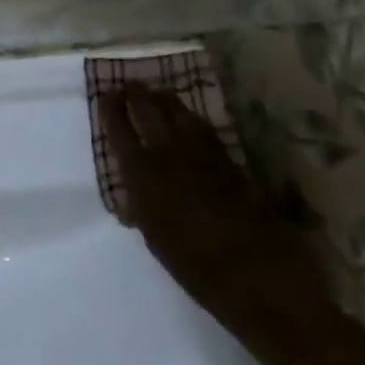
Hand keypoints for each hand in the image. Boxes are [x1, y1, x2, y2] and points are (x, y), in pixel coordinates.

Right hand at [106, 84, 364, 364]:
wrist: (258, 280)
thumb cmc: (196, 270)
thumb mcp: (155, 238)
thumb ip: (142, 204)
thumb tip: (134, 186)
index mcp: (144, 177)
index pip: (120, 131)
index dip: (111, 109)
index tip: (106, 93)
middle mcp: (170, 157)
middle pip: (150, 111)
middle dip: (137, 94)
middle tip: (130, 84)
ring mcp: (203, 156)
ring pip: (180, 114)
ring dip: (166, 100)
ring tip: (158, 92)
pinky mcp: (231, 162)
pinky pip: (205, 130)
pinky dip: (192, 120)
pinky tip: (189, 118)